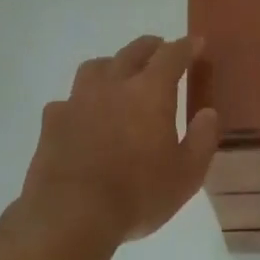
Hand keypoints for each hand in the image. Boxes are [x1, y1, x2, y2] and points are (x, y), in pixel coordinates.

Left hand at [20, 34, 219, 245]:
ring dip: (113, 64)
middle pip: (133, 52)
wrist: (70, 215)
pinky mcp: (52, 121)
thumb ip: (202, 140)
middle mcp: (113, 85)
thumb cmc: (137, 195)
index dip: (187, 46)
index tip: (197, 43)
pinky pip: (69, 99)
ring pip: (96, 67)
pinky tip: (84, 115)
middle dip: (151, 47)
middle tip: (162, 49)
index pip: (172, 55)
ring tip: (120, 75)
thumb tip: (207, 113)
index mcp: (150, 92)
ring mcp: (77, 100)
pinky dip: (82, 100)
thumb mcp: (187, 175)